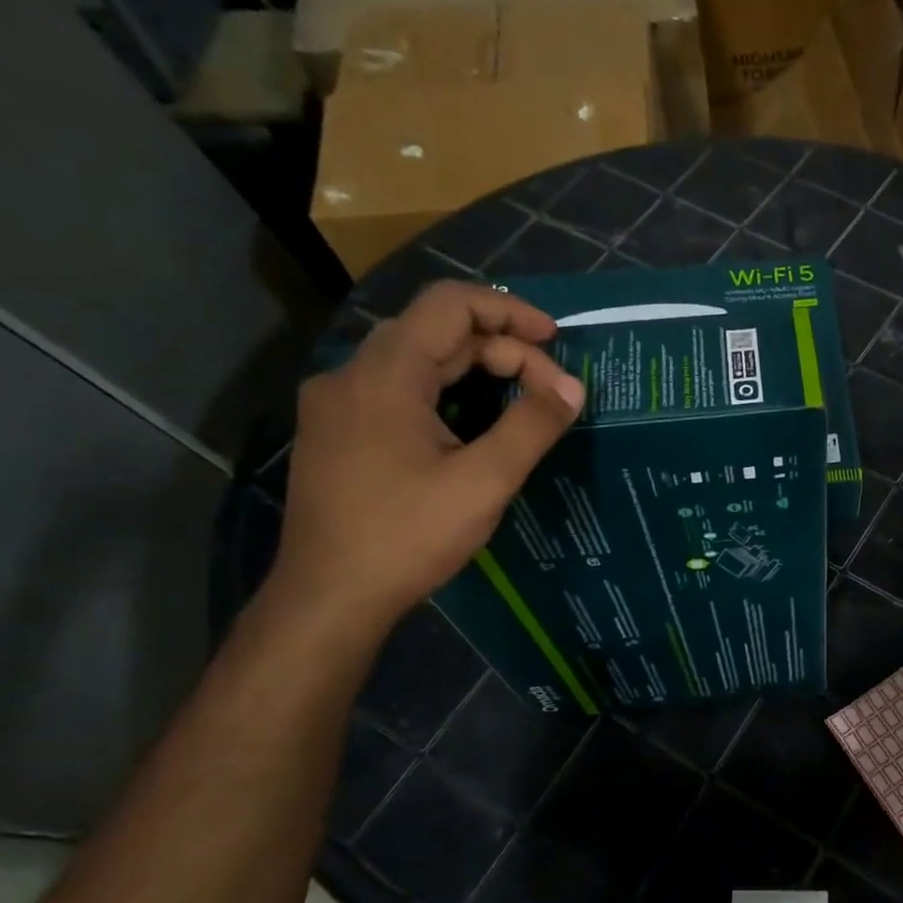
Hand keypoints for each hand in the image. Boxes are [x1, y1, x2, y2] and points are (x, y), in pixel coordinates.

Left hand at [269, 282, 583, 633]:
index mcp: (385, 375)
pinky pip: (398, 390)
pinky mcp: (337, 434)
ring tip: (521, 398)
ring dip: (474, 369)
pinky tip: (469, 424)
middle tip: (551, 390)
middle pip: (436, 332)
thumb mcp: (484, 482)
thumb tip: (572, 389)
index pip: (450, 305)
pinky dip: (445, 391)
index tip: (556, 340)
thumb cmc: (408, 536)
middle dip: (502, 349)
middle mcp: (353, 375)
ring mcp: (338, 405)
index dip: (509, 311)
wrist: (329, 597)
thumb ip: (532, 426)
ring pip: (416, 361)